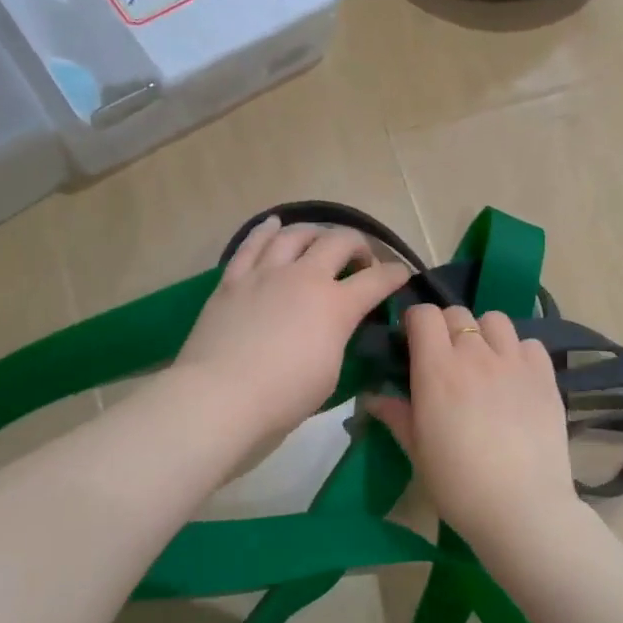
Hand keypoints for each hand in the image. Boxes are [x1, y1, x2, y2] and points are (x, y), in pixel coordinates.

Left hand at [174, 216, 411, 449]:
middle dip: (358, 245)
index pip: (376, 281)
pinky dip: (266, 231)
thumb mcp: (329, 374)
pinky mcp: (233, 279)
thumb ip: (337, 340)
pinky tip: (274, 224)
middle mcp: (304, 278)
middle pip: (339, 242)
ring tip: (320, 239)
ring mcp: (266, 274)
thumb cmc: (283, 398)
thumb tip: (334, 328)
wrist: (220, 396)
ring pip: (296, 235)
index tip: (402, 274)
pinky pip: (252, 244)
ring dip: (315, 233)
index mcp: (335, 306)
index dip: (395, 275)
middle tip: (360, 260)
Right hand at [365, 304, 577, 537]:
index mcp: (437, 369)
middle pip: (457, 313)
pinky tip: (514, 377)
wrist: (521, 509)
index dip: (415, 323)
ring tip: (483, 361)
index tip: (412, 343)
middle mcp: (476, 354)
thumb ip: (396, 415)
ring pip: (495, 320)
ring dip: (483, 333)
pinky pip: (529, 343)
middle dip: (446, 327)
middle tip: (445, 358)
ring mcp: (514, 362)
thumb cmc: (458, 484)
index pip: (424, 315)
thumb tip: (372, 398)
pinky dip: (518, 352)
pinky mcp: (545, 376)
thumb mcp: (417, 451)